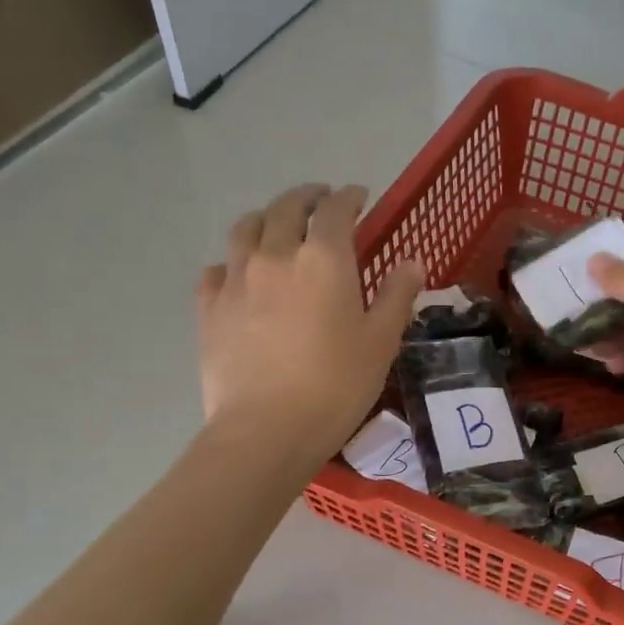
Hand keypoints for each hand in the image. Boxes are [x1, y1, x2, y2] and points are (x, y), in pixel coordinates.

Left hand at [196, 184, 422, 463]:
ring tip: (277, 224)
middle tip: (320, 200)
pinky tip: (239, 273)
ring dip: (266, 218)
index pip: (336, 211)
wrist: (267, 429)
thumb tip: (413, 262)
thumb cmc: (336, 386)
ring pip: (246, 228)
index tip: (358, 195)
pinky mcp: (209, 308)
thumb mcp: (381, 342)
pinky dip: (232, 261)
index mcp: (324, 259)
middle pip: (286, 208)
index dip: (349, 197)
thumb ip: (398, 296)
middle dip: (307, 197)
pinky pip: (217, 268)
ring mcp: (236, 279)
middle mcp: (276, 255)